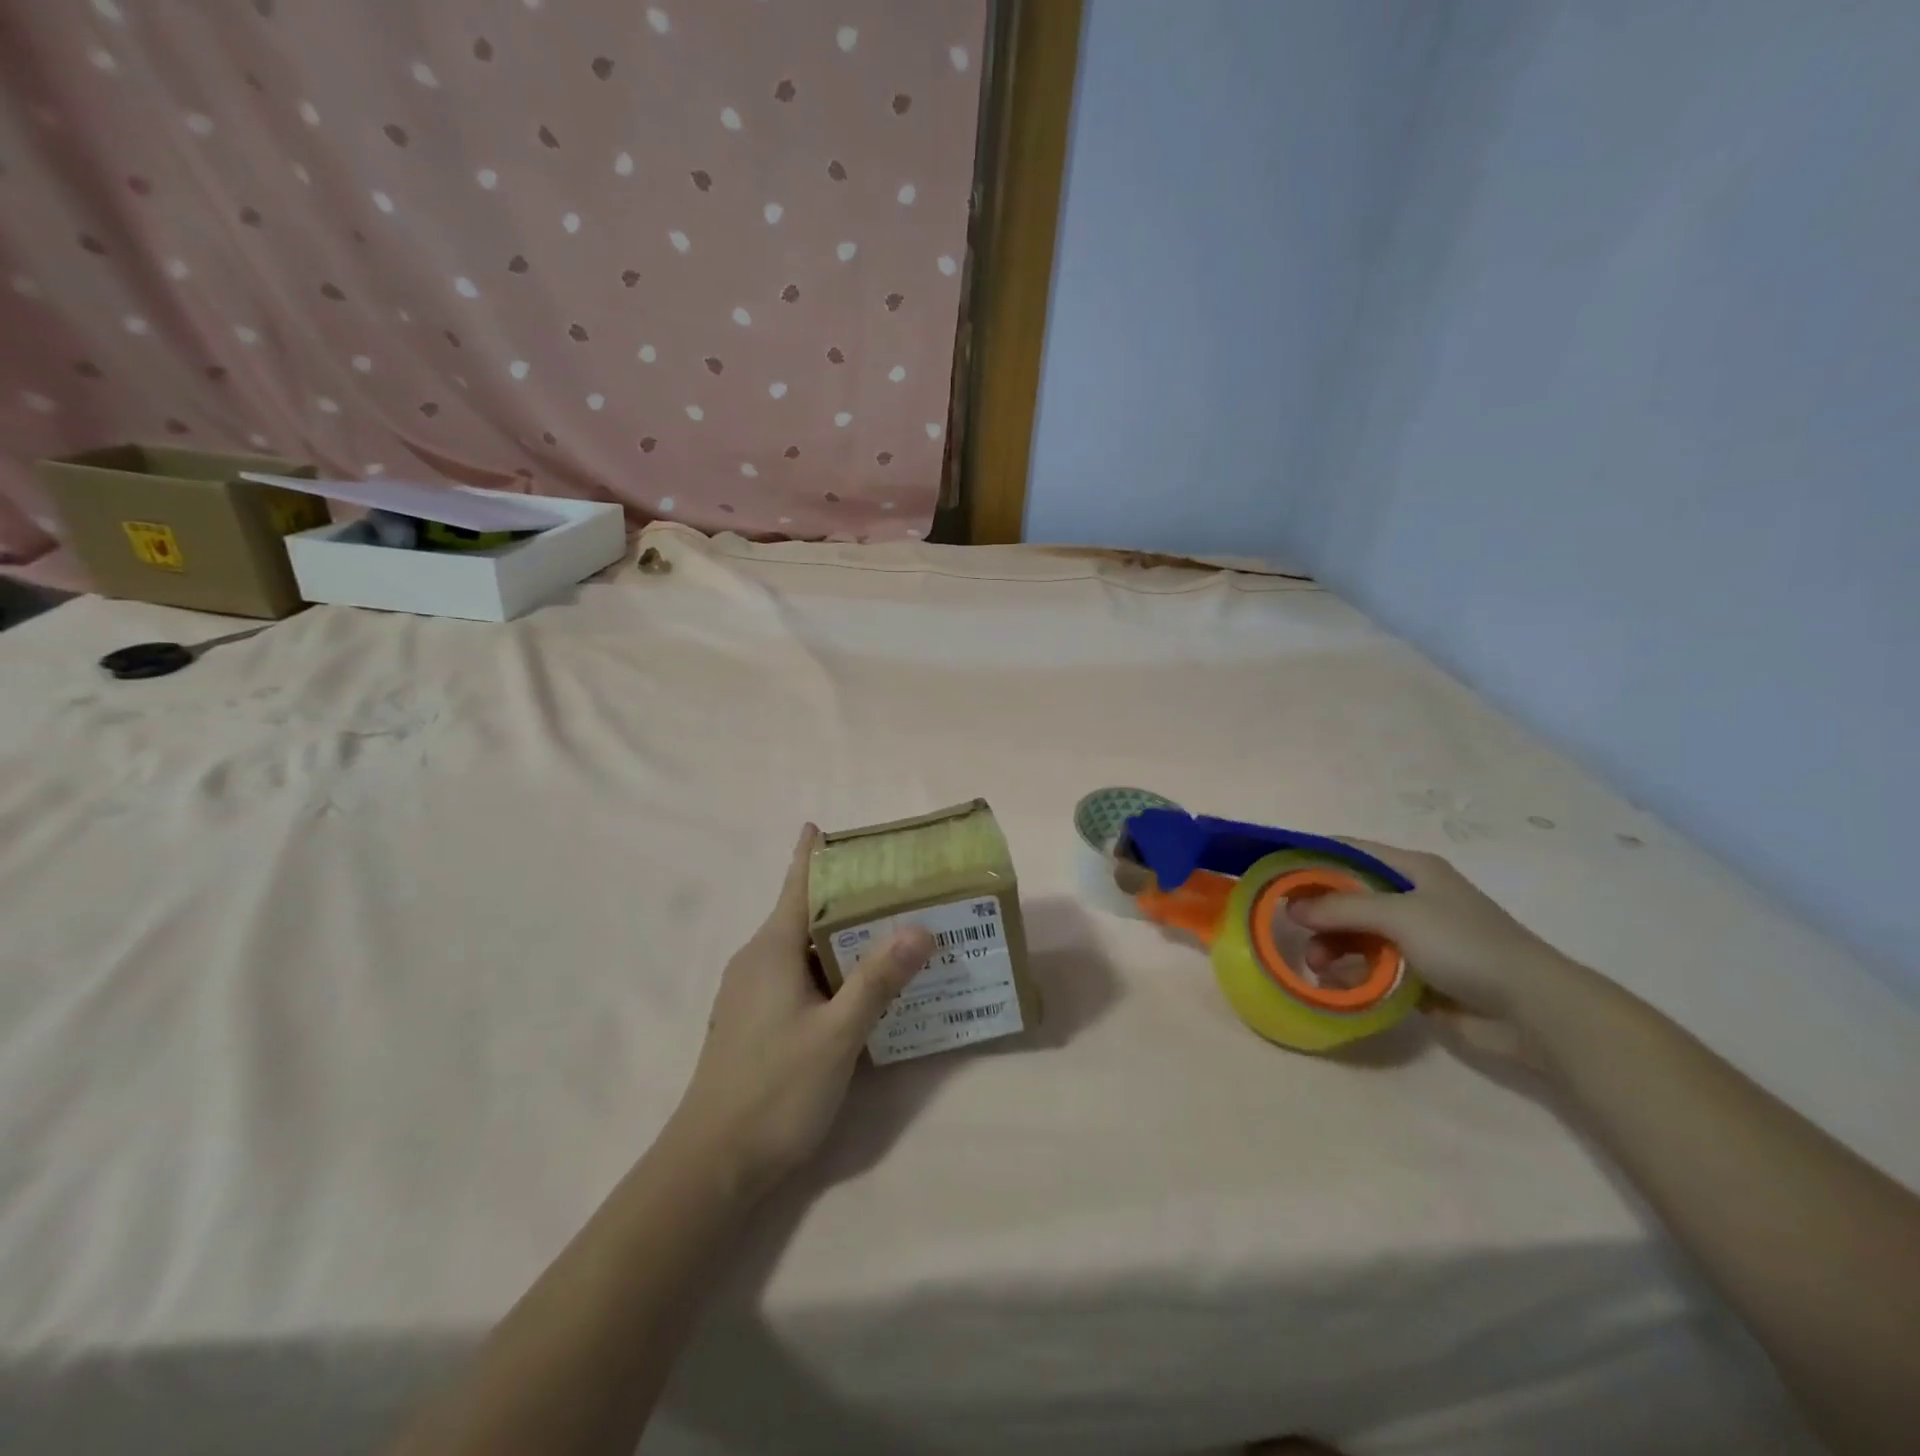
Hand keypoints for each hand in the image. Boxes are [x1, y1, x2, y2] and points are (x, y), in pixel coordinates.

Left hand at [670, 825, 933, 1201]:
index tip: (828, 826)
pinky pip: (797, 977)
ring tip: (889, 930)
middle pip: (804, 913)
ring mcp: (751, 993)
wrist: (712, 1164)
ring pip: (802, 949)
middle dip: (845, 897)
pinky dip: (829, 968)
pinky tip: (860, 986)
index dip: (813, 854)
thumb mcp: (837, 1034)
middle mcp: (757, 961)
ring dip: (841, 937)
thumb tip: (920, 928)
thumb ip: (878, 980)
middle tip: (895, 885)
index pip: (797, 885)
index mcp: (772, 949)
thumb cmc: (775, 1090)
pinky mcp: (754, 1021)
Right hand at [1287, 840, 1591, 1050]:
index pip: (1348, 851)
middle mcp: (1411, 898)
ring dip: (1331, 946)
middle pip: (1347, 895)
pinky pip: (1371, 966)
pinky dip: (1350, 972)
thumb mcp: (1399, 915)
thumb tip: (1291, 908)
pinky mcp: (1418, 974)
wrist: (1534, 1010)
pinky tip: (1336, 984)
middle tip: (1291, 930)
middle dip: (1317, 912)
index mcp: (1412, 870)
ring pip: (1355, 933)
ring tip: (1318, 966)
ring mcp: (1415, 937)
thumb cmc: (1466, 946)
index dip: (1310, 858)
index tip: (1274, 875)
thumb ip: (1341, 907)